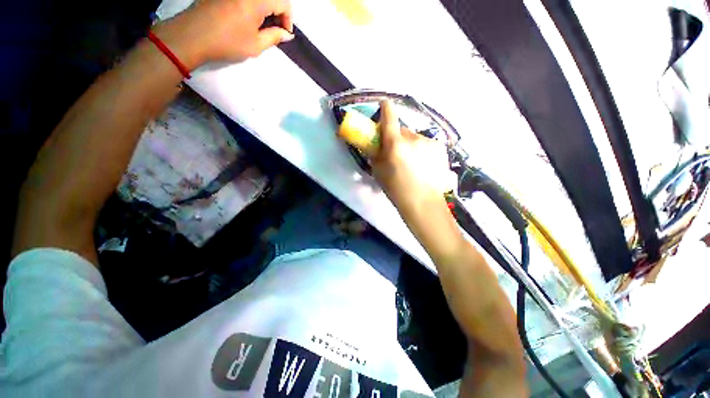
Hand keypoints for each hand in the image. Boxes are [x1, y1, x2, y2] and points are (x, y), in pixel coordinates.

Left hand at [157, 0, 293, 66]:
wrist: (193, 35)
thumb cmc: (227, 42)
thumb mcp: (256, 45)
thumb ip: (274, 37)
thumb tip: (286, 34)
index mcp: (257, 0)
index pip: (283, 3)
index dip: (288, 19)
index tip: (285, 33)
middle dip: (278, 11)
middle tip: (276, 28)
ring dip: (266, 8)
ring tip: (263, 23)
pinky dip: (253, 5)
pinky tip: (249, 16)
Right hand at [372, 101, 456, 217]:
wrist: (423, 202)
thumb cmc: (396, 189)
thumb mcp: (378, 172)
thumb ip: (376, 154)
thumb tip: (376, 144)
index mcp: (395, 144)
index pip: (389, 116)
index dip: (385, 108)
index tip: (384, 104)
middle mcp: (413, 138)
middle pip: (402, 130)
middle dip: (398, 137)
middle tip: (397, 152)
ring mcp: (429, 142)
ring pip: (415, 138)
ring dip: (411, 145)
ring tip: (413, 163)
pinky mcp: (439, 148)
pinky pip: (426, 144)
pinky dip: (422, 150)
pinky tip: (423, 165)